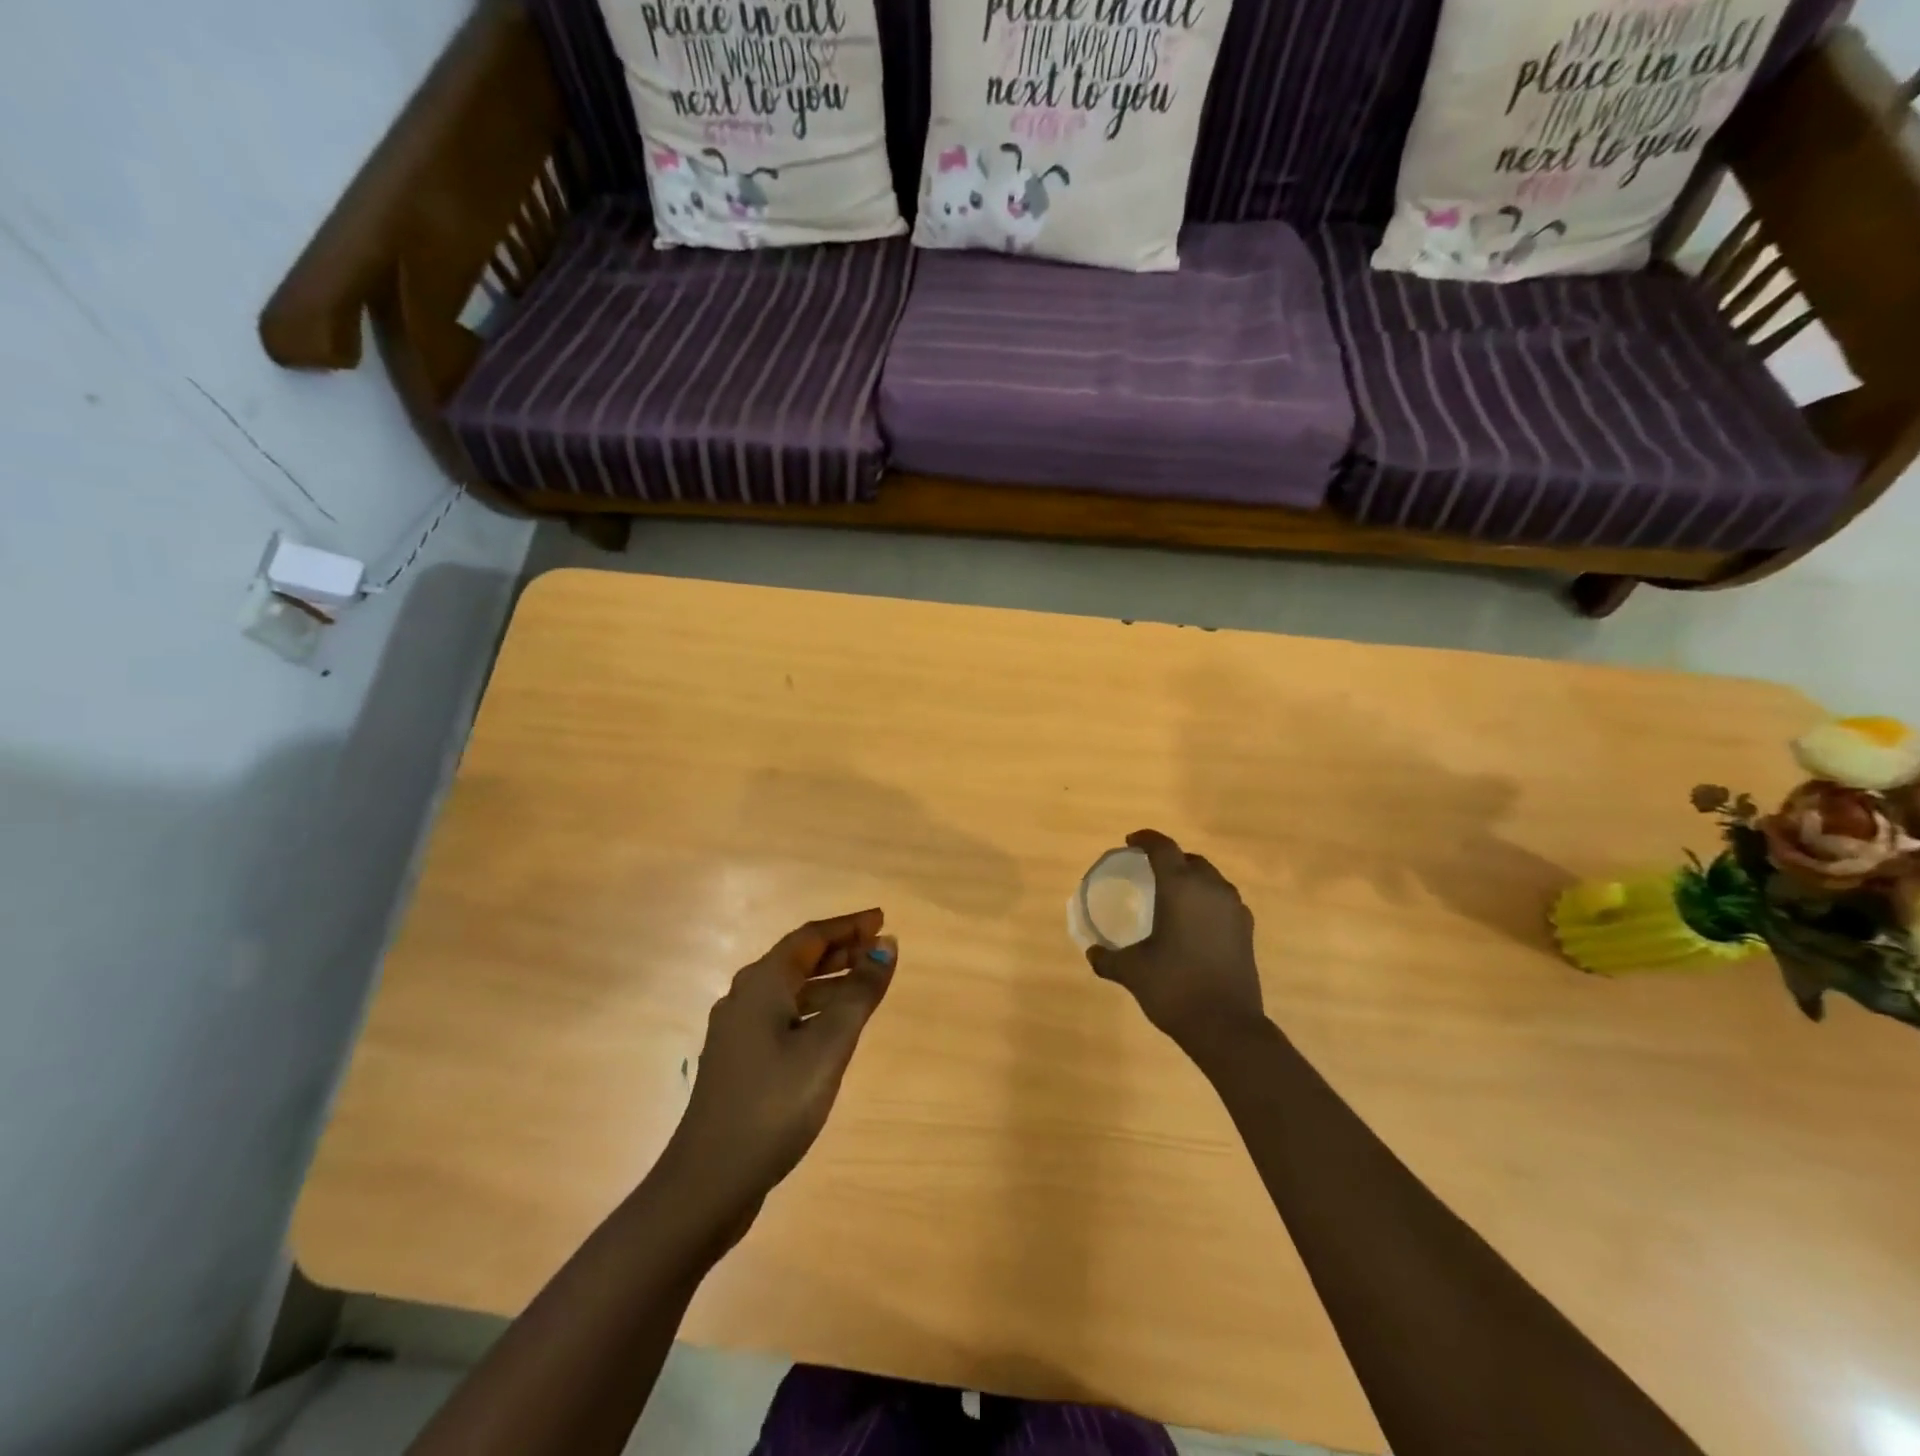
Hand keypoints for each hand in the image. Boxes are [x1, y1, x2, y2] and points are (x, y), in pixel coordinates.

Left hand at [665, 910, 898, 1224]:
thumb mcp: (828, 1046)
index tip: (881, 920)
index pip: (810, 937)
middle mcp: (744, 998)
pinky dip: (813, 1011)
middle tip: (879, 949)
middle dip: (840, 951)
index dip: (848, 926)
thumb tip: (885, 946)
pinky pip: (782, 1018)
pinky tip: (832, 1032)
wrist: (707, 1183)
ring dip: (828, 982)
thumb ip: (859, 994)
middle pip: (797, 960)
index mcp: (761, 984)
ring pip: (790, 991)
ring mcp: (737, 1033)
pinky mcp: (738, 1063)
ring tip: (866, 987)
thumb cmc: (773, 1105)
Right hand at [1087, 830, 1264, 1054]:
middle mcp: (1211, 888)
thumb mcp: (1132, 971)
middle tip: (1149, 870)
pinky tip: (1195, 922)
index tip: (1130, 842)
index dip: (1145, 839)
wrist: (1227, 1026)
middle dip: (1169, 859)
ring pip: (1211, 879)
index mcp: (1180, 887)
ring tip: (1172, 895)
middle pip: (1190, 859)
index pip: (1163, 848)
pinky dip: (1207, 901)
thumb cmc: (1174, 988)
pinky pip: (1223, 901)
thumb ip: (1108, 958)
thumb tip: (1093, 953)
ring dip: (1191, 879)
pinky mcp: (1246, 930)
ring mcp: (1234, 908)